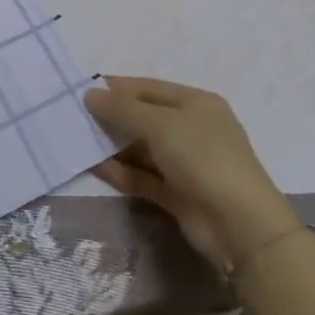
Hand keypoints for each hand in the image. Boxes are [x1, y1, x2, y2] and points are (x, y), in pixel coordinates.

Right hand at [85, 76, 301, 277]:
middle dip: (111, 117)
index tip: (82, 90)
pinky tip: (93, 166)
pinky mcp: (177, 194)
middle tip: (74, 116)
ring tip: (77, 140)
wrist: (240, 227)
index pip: (148, 88)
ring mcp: (185, 163)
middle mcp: (191, 129)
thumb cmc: (202, 158)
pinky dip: (121, 171)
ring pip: (141, 148)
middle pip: (144, 117)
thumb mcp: (160, 124)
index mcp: (196, 103)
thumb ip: (122, 109)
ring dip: (112, 145)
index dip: (117, 88)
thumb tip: (90, 94)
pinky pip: (143, 176)